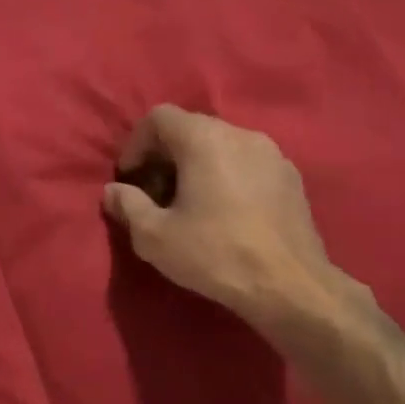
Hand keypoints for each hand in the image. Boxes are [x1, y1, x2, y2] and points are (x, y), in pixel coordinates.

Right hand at [102, 106, 366, 331]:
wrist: (290, 286)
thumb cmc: (215, 255)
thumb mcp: (155, 236)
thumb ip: (127, 206)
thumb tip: (112, 191)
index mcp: (205, 139)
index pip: (160, 117)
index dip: (137, 144)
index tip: (131, 179)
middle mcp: (241, 134)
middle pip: (192, 129)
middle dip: (166, 156)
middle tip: (154, 194)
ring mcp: (273, 154)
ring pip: (222, 146)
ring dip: (197, 166)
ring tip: (189, 205)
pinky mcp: (292, 178)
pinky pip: (247, 164)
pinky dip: (227, 176)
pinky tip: (225, 213)